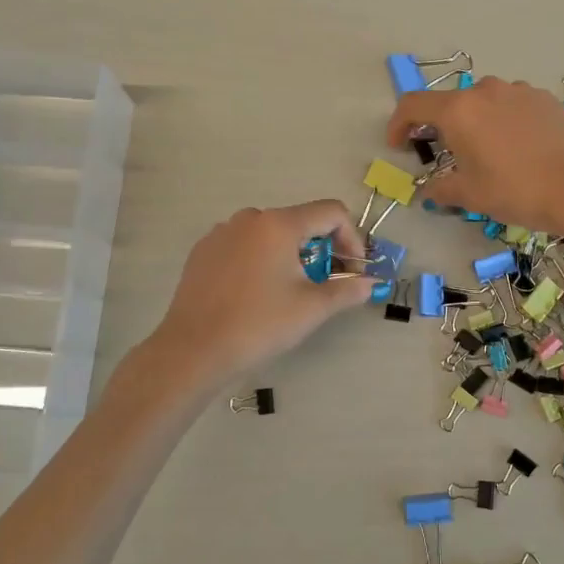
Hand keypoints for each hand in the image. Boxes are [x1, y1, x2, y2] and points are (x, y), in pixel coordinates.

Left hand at [145, 200, 374, 387]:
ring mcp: (221, 233)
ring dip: (290, 254)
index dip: (352, 238)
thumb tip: (370, 283)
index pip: (331, 212)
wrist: (193, 350)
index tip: (353, 270)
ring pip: (270, 234)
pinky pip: (243, 245)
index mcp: (279, 224)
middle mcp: (249, 218)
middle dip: (322, 248)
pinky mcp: (202, 251)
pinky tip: (255, 293)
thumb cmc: (259, 325)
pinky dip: (260, 260)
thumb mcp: (311, 308)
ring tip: (289, 291)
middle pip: (300, 221)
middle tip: (326, 283)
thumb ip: (347, 290)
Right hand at [386, 77, 563, 235]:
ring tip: (484, 153)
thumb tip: (428, 191)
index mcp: (459, 110)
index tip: (398, 145)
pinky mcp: (545, 99)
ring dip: (474, 122)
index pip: (413, 105)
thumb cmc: (516, 191)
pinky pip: (511, 106)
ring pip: (483, 102)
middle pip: (450, 103)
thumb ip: (440, 188)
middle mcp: (486, 90)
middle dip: (440, 126)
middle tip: (444, 154)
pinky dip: (503, 122)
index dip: (398, 124)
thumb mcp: (470, 195)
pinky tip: (516, 149)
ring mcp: (519, 91)